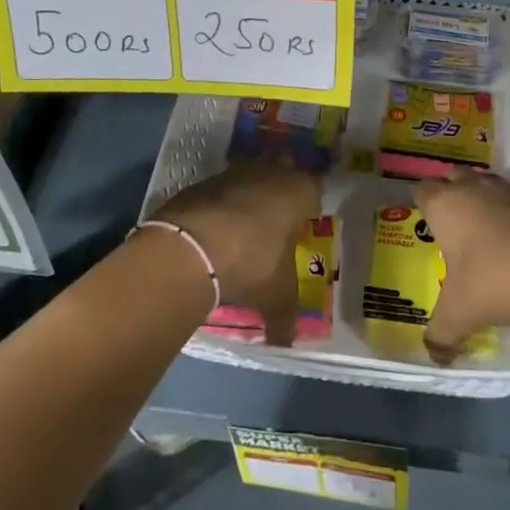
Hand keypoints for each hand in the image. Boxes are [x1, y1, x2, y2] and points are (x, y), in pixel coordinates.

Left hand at [153, 159, 321, 345]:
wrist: (193, 246)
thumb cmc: (254, 263)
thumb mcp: (277, 296)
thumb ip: (285, 317)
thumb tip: (286, 341)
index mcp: (300, 192)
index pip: (315, 188)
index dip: (310, 204)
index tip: (304, 223)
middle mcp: (271, 172)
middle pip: (283, 168)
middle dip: (281, 185)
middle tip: (277, 216)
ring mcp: (235, 172)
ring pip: (250, 172)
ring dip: (249, 190)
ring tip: (245, 221)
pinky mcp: (204, 180)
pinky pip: (220, 187)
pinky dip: (220, 202)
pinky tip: (215, 227)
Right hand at [419, 173, 509, 363]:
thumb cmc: (492, 281)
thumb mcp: (459, 313)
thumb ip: (441, 333)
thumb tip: (434, 356)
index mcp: (445, 206)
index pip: (423, 190)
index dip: (422, 203)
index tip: (425, 221)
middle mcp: (474, 189)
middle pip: (455, 177)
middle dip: (453, 193)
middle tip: (454, 224)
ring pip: (489, 183)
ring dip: (486, 199)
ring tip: (487, 230)